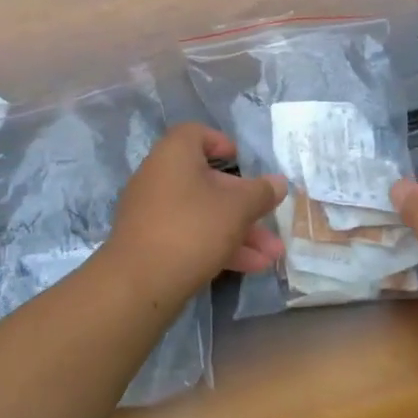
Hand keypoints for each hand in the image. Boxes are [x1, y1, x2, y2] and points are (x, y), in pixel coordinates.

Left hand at [105, 124, 286, 312]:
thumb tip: (279, 182)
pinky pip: (189, 236)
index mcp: (174, 155)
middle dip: (245, 205)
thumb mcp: (237, 209)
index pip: (195, 134)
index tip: (242, 160)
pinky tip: (251, 267)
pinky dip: (218, 246)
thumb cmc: (192, 229)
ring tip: (272, 255)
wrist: (139, 283)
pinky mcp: (150, 243)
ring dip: (239, 232)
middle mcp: (158, 177)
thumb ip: (261, 193)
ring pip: (202, 214)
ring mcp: (152, 212)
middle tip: (271, 220)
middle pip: (207, 181)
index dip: (220, 143)